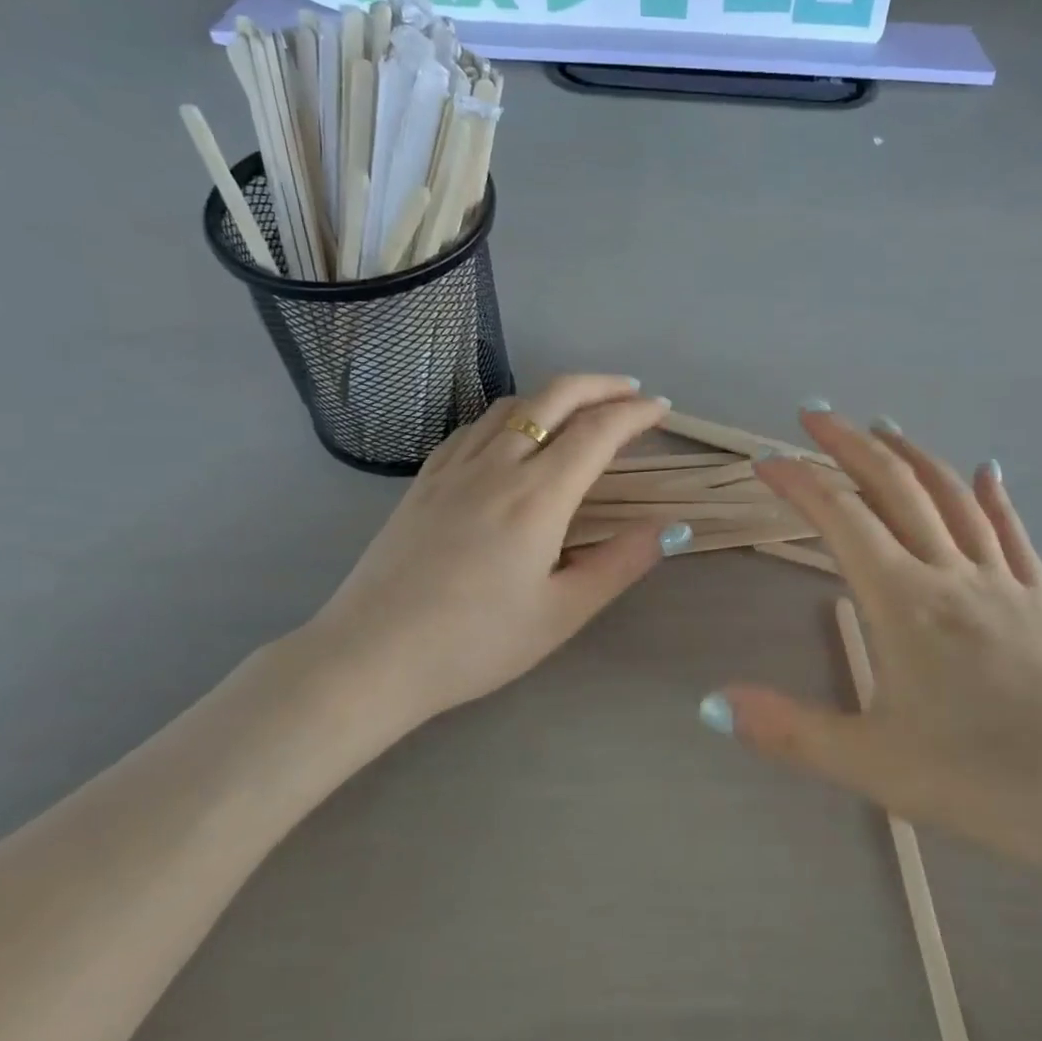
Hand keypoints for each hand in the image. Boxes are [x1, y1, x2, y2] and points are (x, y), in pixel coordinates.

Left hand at [292, 375, 679, 748]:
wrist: (372, 655)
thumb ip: (620, 564)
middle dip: (600, 385)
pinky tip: (512, 433)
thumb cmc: (475, 642)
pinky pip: (474, 426)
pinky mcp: (424, 480)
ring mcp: (454, 468)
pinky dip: (509, 414)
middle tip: (632, 391)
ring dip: (554, 394)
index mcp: (538, 496)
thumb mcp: (561, 613)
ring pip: (511, 404)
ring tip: (580, 408)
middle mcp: (497, 465)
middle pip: (554, 397)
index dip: (636, 413)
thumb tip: (669, 527)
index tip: (662, 410)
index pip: (598, 432)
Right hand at [705, 407, 1041, 885]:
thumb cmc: (992, 783)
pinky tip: (988, 471)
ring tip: (883, 427)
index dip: (799, 482)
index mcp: (906, 602)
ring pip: (953, 497)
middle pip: (896, 488)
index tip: (764, 461)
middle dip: (850, 445)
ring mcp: (1005, 583)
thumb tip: (712, 704)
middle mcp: (953, 574)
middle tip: (814, 414)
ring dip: (912, 455)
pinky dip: (993, 496)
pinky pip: (1012, 534)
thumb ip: (790, 732)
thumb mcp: (876, 766)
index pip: (841, 519)